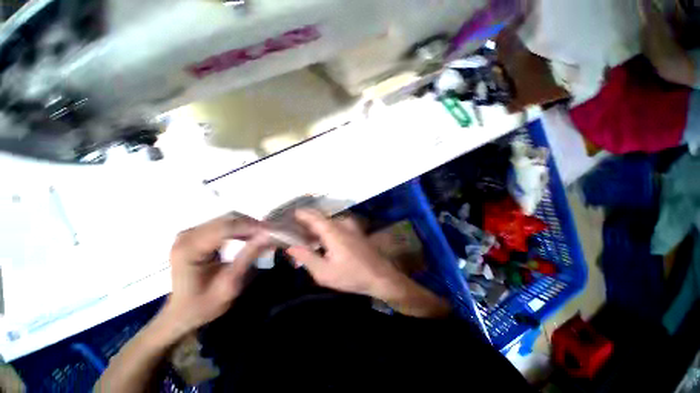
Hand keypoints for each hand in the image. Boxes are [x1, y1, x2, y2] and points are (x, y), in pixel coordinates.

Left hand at [163, 213, 271, 333]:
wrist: (183, 312)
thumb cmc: (204, 305)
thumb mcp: (229, 284)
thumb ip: (248, 257)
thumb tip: (267, 236)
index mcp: (188, 250)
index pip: (225, 228)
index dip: (250, 227)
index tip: (272, 232)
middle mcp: (186, 236)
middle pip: (226, 220)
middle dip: (251, 225)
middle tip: (270, 235)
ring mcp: (190, 233)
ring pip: (227, 219)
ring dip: (247, 226)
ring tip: (262, 236)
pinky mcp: (196, 234)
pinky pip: (223, 224)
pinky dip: (240, 228)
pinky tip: (249, 237)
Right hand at [286, 209, 404, 298]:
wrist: (380, 275)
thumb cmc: (352, 275)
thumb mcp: (324, 273)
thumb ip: (306, 258)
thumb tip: (290, 247)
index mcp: (332, 230)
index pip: (311, 215)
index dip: (297, 215)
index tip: (285, 217)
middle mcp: (340, 223)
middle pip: (318, 217)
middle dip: (304, 221)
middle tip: (291, 230)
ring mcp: (349, 225)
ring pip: (326, 220)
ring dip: (314, 226)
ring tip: (302, 237)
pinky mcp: (353, 229)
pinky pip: (334, 224)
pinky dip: (324, 229)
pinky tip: (319, 240)